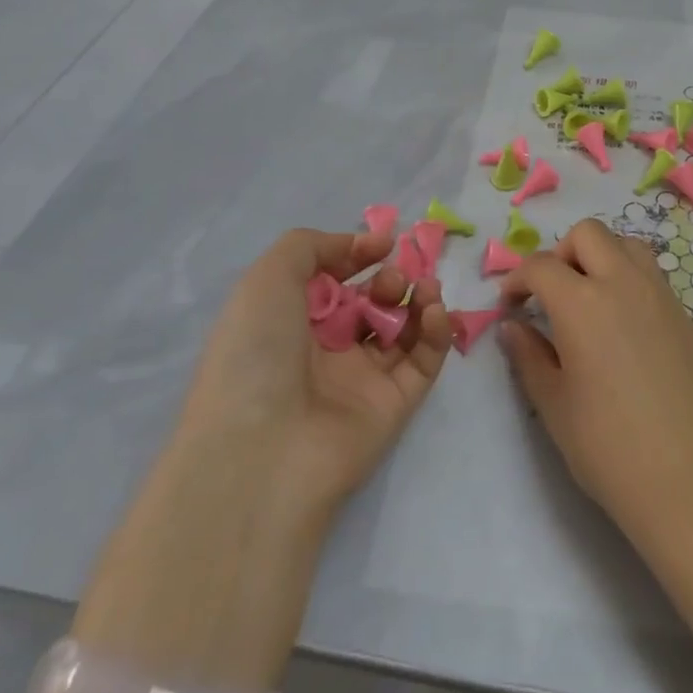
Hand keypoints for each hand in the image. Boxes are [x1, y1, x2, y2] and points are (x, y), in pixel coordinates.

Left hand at [182, 228, 451, 520]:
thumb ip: (314, 245)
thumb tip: (366, 245)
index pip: (334, 281)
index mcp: (289, 321)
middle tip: (389, 280)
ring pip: (402, 328)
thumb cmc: (256, 353)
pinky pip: (423, 360)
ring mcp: (362, 379)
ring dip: (418, 298)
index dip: (358, 256)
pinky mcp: (395, 404)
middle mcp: (325, 350)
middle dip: (389, 279)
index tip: (383, 242)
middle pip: (371, 302)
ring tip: (422, 289)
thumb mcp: (268, 278)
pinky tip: (433, 311)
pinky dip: (436, 331)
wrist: (262, 450)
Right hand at [499, 219, 692, 544]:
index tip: (510, 306)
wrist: (690, 481)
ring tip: (588, 299)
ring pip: (626, 244)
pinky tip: (621, 323)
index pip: (541, 266)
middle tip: (550, 295)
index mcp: (582, 303)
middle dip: (560, 253)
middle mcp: (623, 283)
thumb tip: (513, 326)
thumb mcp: (554, 405)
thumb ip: (529, 356)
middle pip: (588, 234)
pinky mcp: (684, 315)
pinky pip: (651, 273)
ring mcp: (660, 295)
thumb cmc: (609, 448)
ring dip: (600, 257)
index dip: (517, 280)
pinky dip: (628, 278)